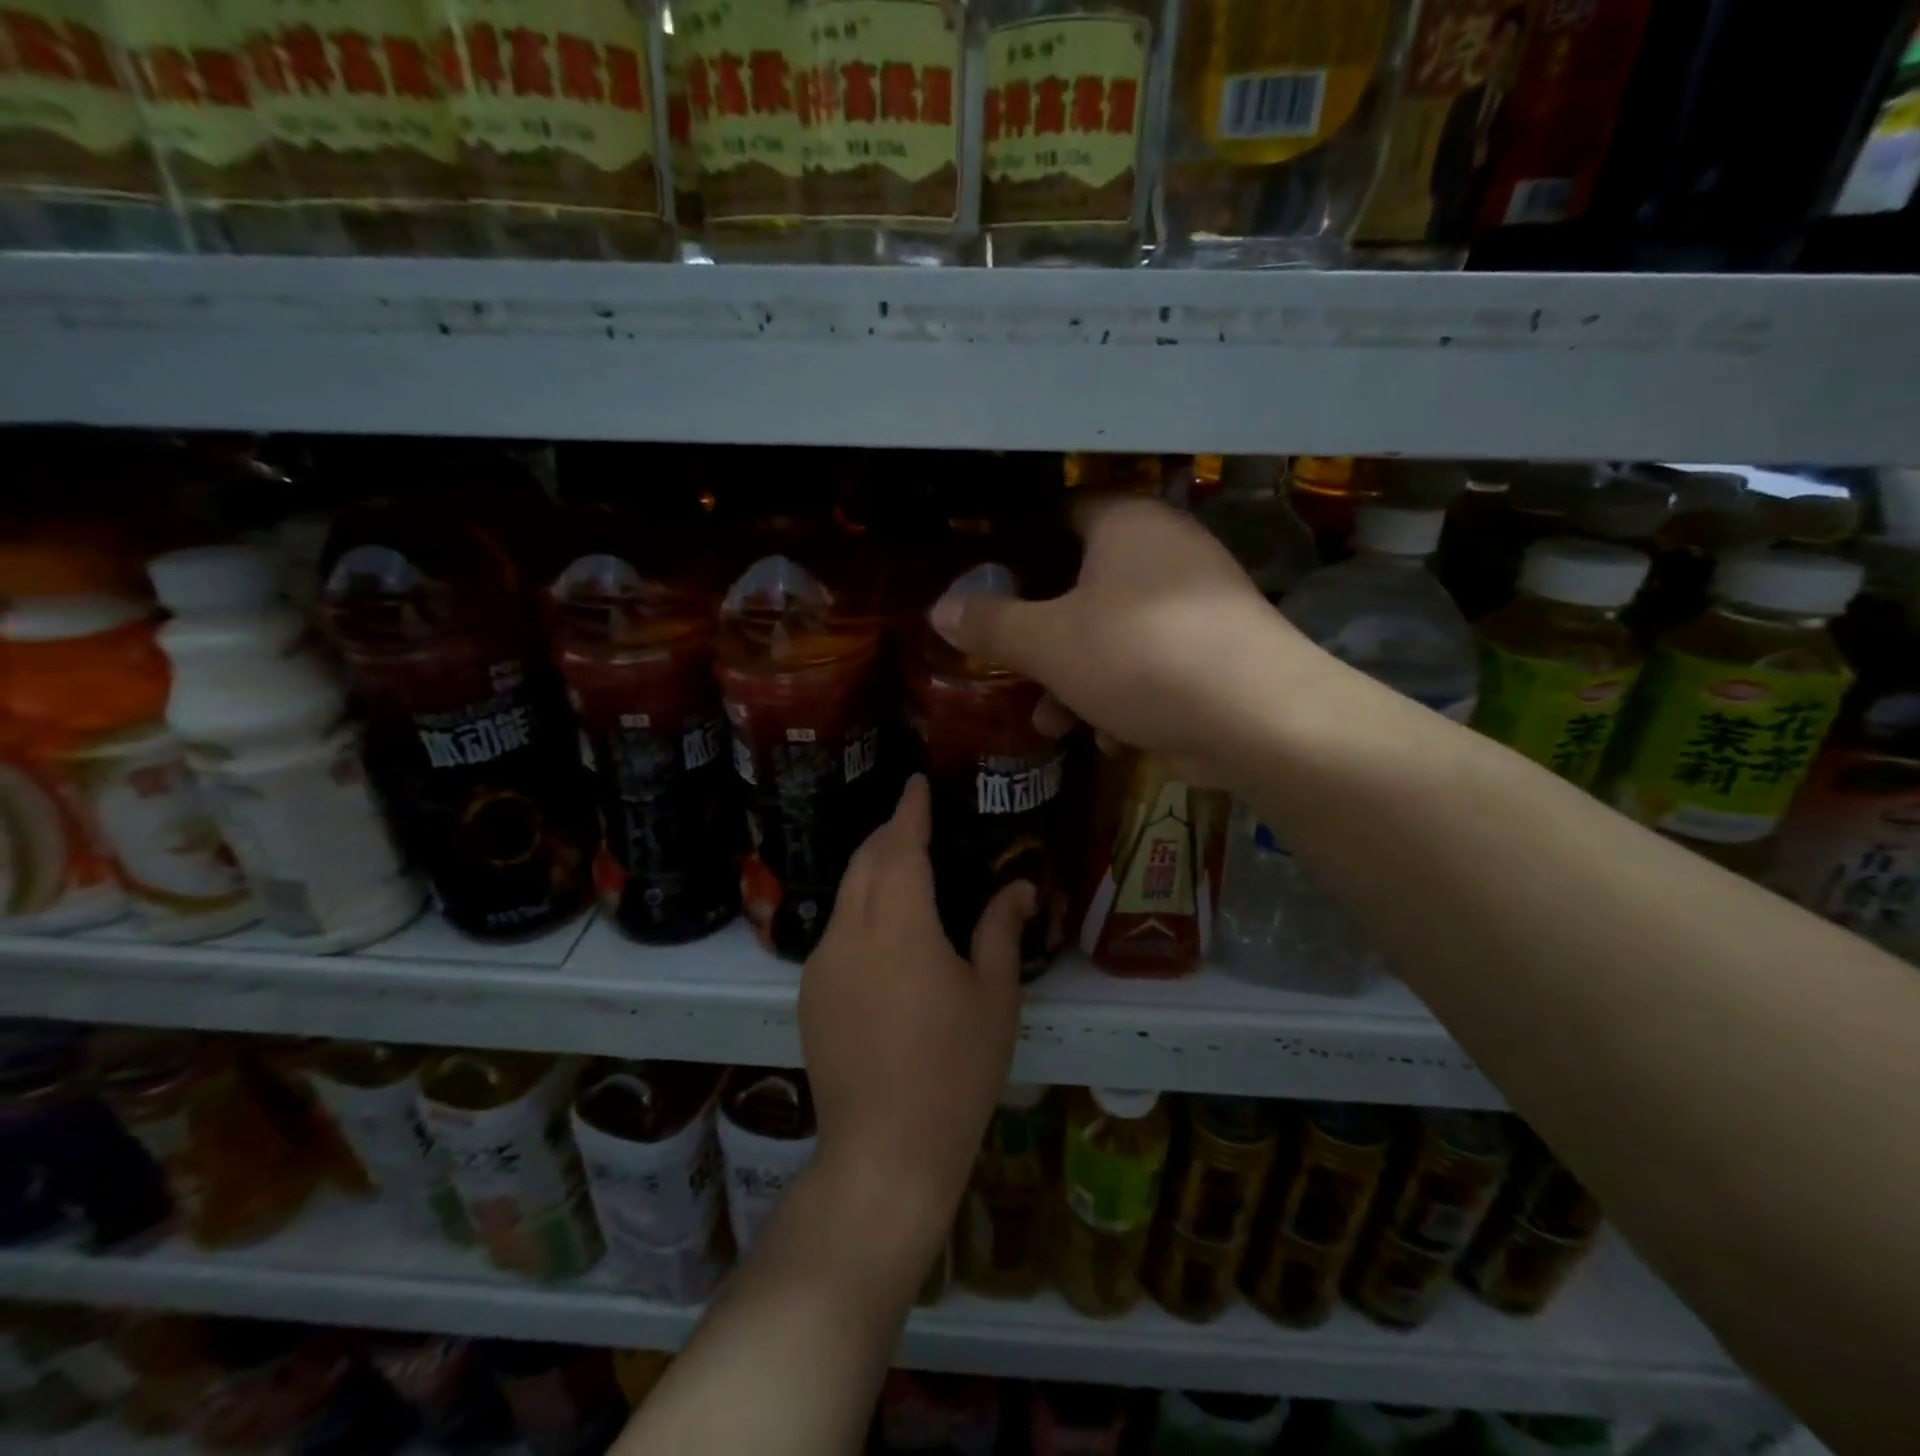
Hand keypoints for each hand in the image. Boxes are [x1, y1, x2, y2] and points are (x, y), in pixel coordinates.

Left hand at [798, 776, 1034, 1257]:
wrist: (884, 1151)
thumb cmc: (955, 1071)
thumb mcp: (993, 997)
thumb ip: (1000, 930)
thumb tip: (1019, 885)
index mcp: (899, 926)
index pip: (900, 846)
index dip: (908, 810)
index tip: (914, 783)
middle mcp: (849, 933)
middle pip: (864, 861)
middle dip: (887, 834)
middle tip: (915, 822)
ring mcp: (821, 964)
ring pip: (845, 895)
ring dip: (872, 871)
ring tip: (904, 871)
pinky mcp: (808, 993)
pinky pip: (835, 931)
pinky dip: (860, 910)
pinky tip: (884, 933)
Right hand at [929, 494, 1325, 784]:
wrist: (1257, 718)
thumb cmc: (1139, 657)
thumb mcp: (1048, 643)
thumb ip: (991, 625)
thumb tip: (939, 609)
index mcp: (1127, 524)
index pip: (1060, 513)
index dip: (1018, 544)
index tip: (985, 581)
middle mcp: (1166, 550)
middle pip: (1083, 581)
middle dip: (1041, 632)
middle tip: (1008, 661)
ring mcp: (1196, 603)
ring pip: (1114, 630)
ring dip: (1075, 675)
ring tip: (1046, 722)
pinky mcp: (1214, 651)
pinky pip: (1150, 662)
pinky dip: (1121, 692)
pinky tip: (1103, 734)